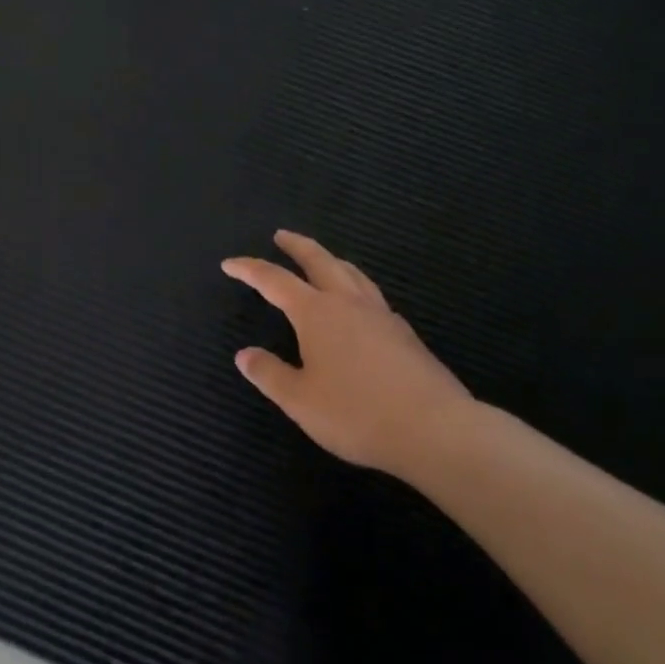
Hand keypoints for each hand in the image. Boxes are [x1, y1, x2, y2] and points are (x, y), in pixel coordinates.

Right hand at [223, 230, 473, 478]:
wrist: (434, 428)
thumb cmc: (357, 414)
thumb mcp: (300, 401)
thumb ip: (270, 374)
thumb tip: (244, 355)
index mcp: (317, 313)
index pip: (275, 281)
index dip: (250, 269)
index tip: (230, 263)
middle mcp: (348, 303)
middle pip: (319, 260)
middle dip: (297, 246)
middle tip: (281, 235)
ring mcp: (381, 315)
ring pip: (352, 273)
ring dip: (330, 260)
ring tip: (321, 260)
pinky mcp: (404, 333)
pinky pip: (372, 295)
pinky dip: (355, 286)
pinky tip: (358, 305)